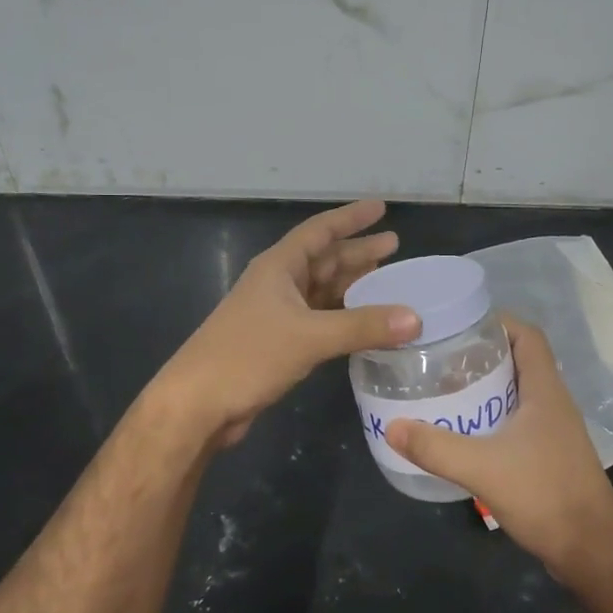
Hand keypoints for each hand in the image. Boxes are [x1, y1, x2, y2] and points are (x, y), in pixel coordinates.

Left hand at [154, 199, 420, 448]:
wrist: (197, 404)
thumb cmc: (248, 356)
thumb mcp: (309, 337)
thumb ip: (363, 326)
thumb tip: (415, 319)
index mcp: (279, 267)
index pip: (320, 231)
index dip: (350, 218)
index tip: (380, 208)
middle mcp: (278, 284)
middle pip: (324, 260)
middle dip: (357, 252)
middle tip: (394, 246)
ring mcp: (276, 314)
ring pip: (322, 291)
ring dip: (352, 286)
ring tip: (387, 281)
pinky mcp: (278, 343)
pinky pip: (319, 319)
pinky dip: (343, 317)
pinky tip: (364, 322)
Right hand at [387, 316, 612, 582]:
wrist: (592, 552)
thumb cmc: (545, 496)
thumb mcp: (482, 468)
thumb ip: (436, 447)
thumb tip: (393, 426)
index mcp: (546, 390)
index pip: (527, 335)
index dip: (497, 321)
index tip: (459, 323)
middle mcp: (554, 402)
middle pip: (519, 360)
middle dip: (482, 353)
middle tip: (441, 355)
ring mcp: (555, 431)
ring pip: (518, 392)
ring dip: (487, 386)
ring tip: (446, 387)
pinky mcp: (550, 455)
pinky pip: (519, 420)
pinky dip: (493, 415)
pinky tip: (466, 430)